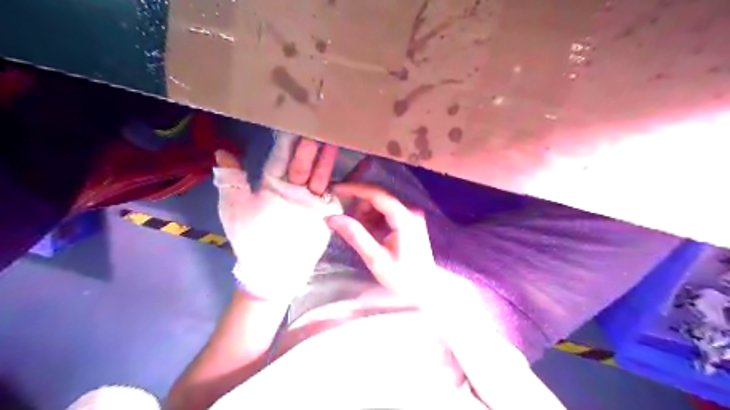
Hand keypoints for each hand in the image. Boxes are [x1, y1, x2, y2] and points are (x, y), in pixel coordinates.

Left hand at [215, 137, 343, 298]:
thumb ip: (231, 180)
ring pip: (319, 175)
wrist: (273, 267)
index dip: (287, 143)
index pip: (280, 158)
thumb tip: (221, 151)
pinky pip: (334, 193)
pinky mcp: (325, 211)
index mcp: (271, 185)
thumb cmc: (251, 236)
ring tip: (332, 140)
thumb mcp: (235, 207)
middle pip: (302, 164)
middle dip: (308, 147)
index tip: (292, 122)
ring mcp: (310, 199)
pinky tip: (349, 167)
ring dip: (325, 160)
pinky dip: (342, 181)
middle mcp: (292, 188)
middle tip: (315, 126)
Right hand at [326, 183, 438, 299]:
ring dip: (365, 212)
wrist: (426, 291)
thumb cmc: (403, 279)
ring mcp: (411, 216)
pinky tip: (367, 232)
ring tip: (356, 230)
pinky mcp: (409, 222)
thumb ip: (355, 235)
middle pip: (379, 197)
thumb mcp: (376, 259)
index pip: (377, 194)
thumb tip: (332, 217)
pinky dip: (373, 218)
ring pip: (381, 204)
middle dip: (359, 204)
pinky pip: (386, 212)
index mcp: (405, 218)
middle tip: (343, 218)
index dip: (354, 189)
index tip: (335, 189)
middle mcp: (410, 212)